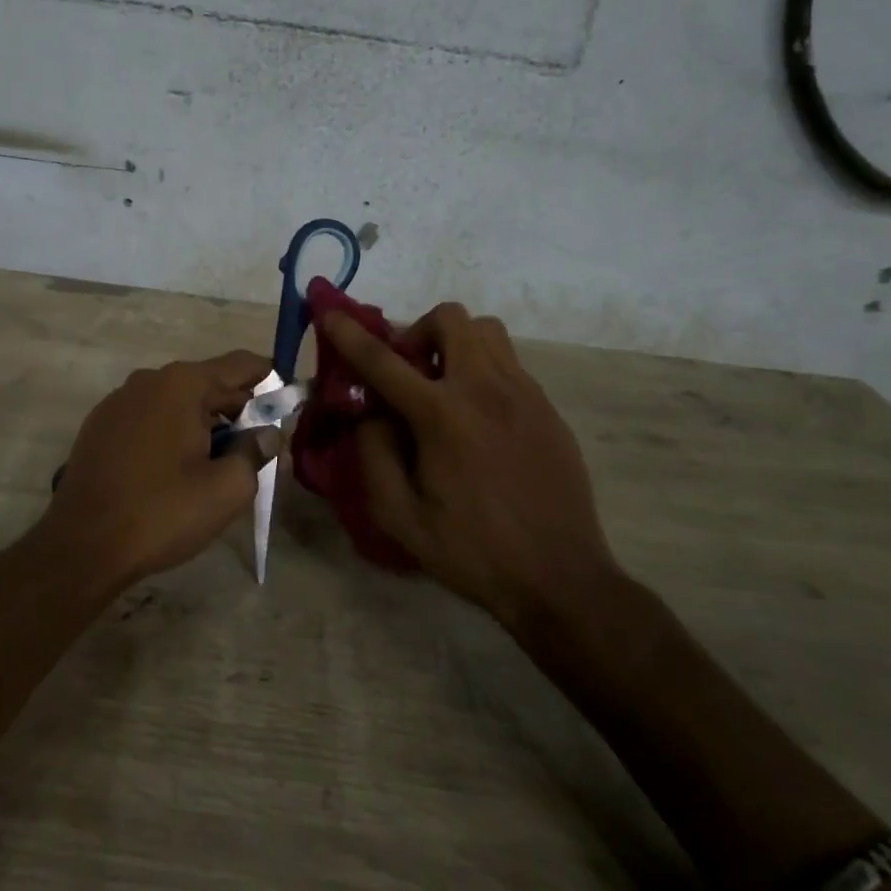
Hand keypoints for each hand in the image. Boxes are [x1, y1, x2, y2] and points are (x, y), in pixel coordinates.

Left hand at [47, 351, 282, 586]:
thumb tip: (268, 433)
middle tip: (257, 447)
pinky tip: (173, 469)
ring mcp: (119, 400)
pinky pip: (149, 416)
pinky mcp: (99, 425)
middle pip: (208, 382)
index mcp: (183, 384)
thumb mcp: (227, 488)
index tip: (287, 405)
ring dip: (203, 422)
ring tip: (216, 463)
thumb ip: (257, 452)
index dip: (270, 382)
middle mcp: (149, 379)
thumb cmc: (162, 512)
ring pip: (177, 401)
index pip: (241, 365)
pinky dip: (170, 431)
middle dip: (237, 409)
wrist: (82, 546)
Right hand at [321, 304, 623, 632]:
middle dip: (417, 332)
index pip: (384, 360)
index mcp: (442, 416)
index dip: (350, 334)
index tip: (330, 312)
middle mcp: (485, 390)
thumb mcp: (400, 517)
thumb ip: (374, 455)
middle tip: (408, 372)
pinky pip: (509, 362)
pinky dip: (482, 369)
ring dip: (454, 343)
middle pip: (449, 318)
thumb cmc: (473, 551)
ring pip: (486, 331)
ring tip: (442, 385)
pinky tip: (477, 415)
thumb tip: (371, 414)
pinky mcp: (547, 408)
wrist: (560, 577)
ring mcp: (524, 394)